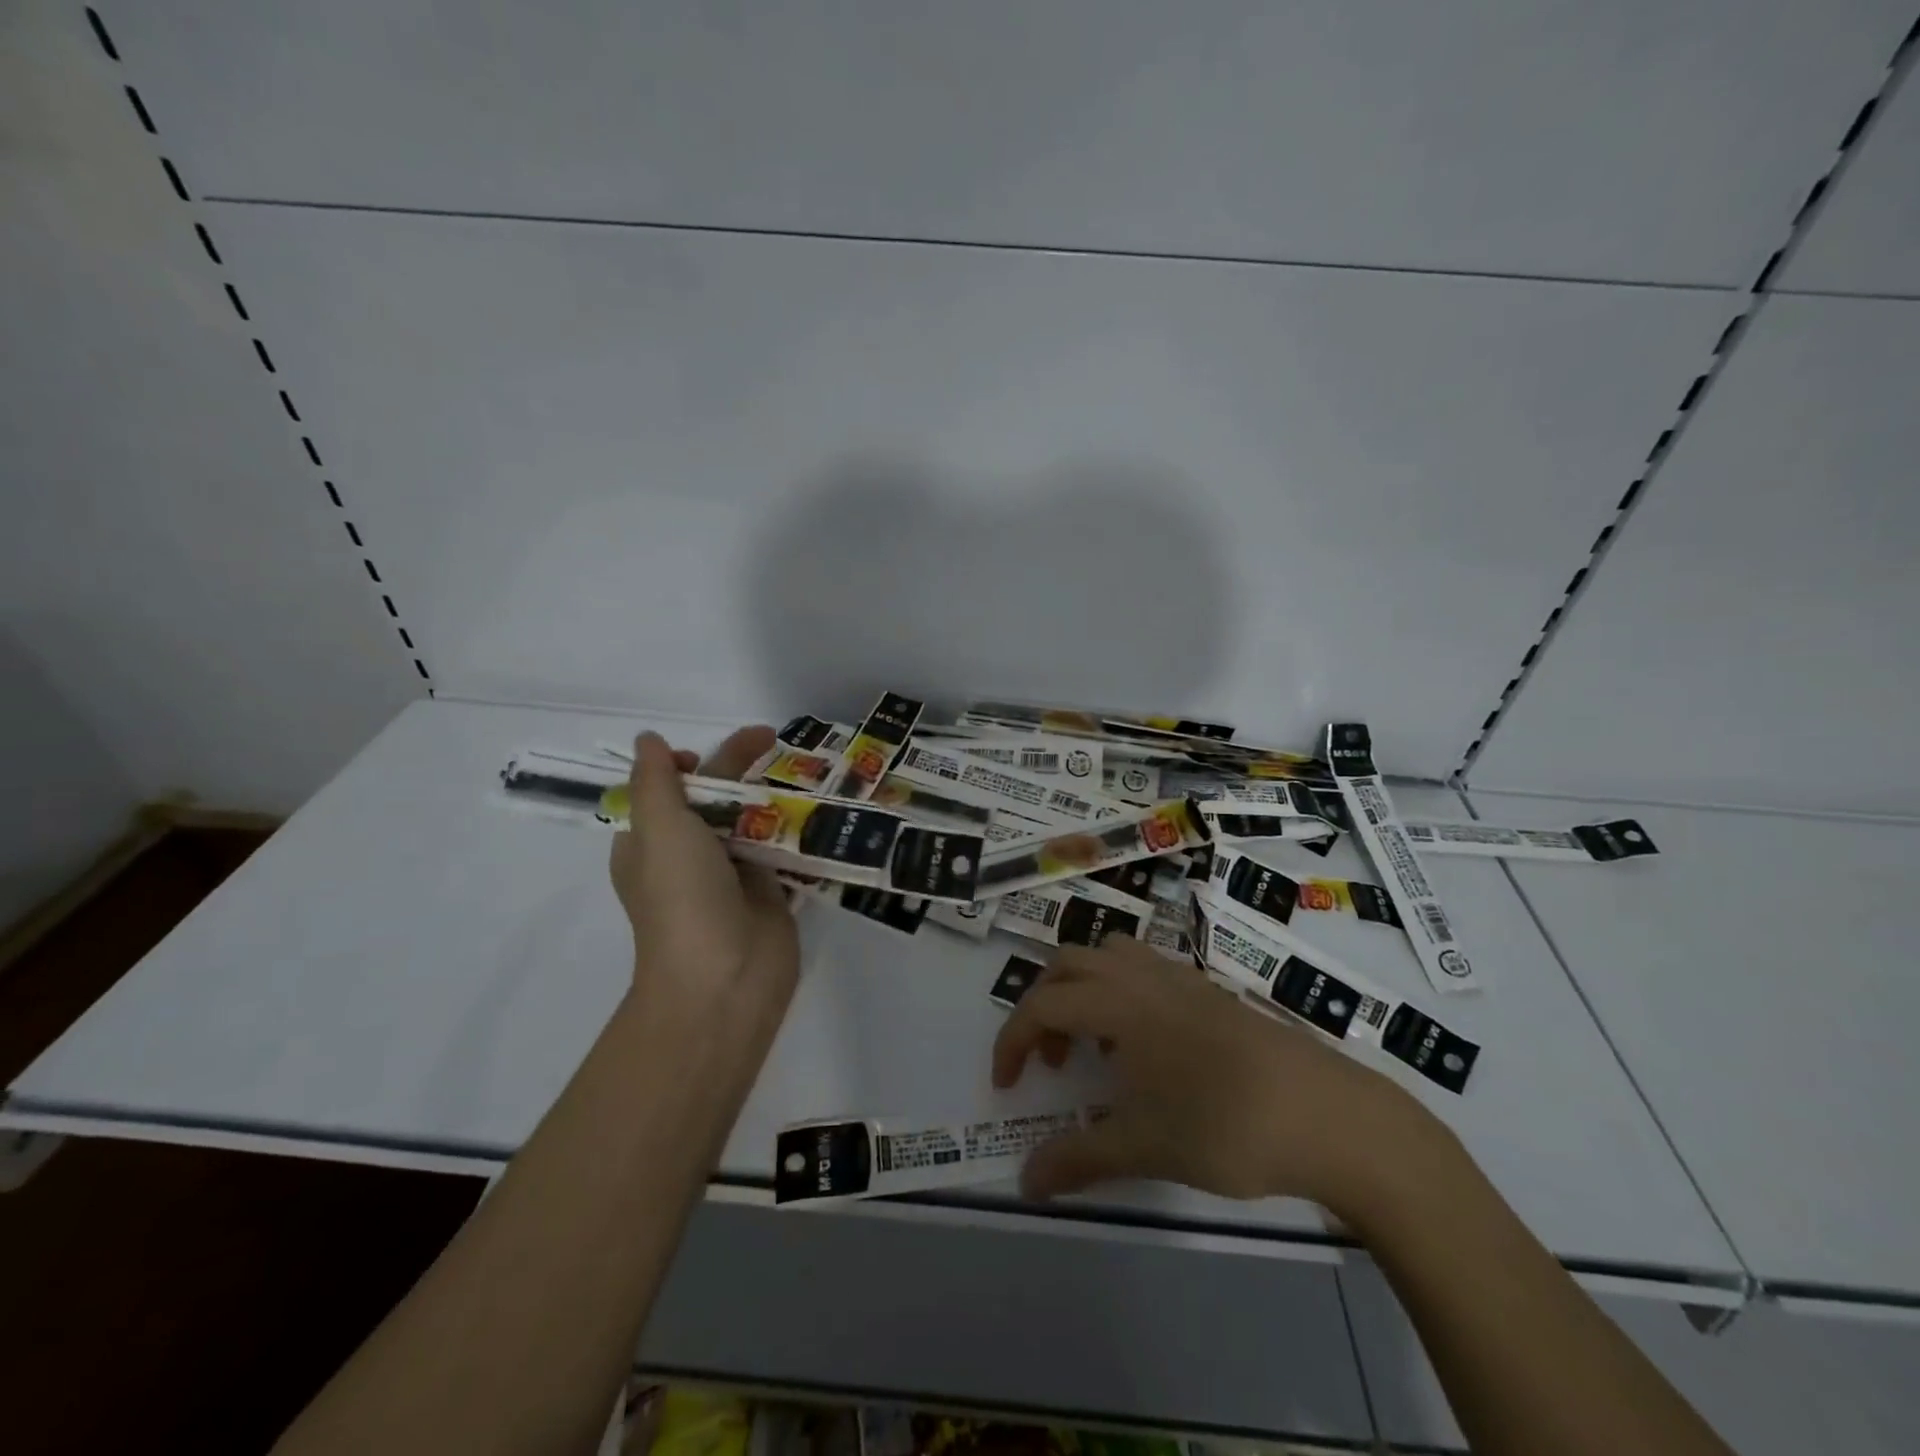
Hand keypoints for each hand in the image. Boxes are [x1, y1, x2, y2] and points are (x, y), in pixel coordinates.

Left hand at [609, 727, 799, 1038]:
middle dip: (738, 770)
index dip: (686, 766)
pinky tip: (820, 807)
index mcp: (650, 844)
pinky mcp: (768, 891)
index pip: (665, 792)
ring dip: (773, 797)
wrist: (724, 978)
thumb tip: (649, 740)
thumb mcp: (659, 828)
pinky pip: (781, 849)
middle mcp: (688, 857)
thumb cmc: (682, 897)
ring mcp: (731, 875)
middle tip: (772, 740)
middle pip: (713, 800)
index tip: (708, 755)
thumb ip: (657, 781)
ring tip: (805, 770)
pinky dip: (796, 828)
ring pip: (751, 822)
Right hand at [991, 939, 1451, 1213]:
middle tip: (1051, 1062)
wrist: (1327, 1115)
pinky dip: (1121, 993)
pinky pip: (1144, 969)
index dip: (1013, 1040)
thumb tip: (1025, 1184)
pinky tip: (1146, 1047)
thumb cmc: (1225, 1125)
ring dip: (1083, 991)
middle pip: (1068, 964)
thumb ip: (1079, 1159)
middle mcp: (1142, 976)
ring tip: (1097, 1048)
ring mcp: (1179, 977)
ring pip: (1108, 956)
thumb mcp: (1144, 1148)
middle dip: (1044, 1006)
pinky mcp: (1208, 989)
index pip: (1042, 1004)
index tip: (1006, 1085)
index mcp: (1118, 1003)